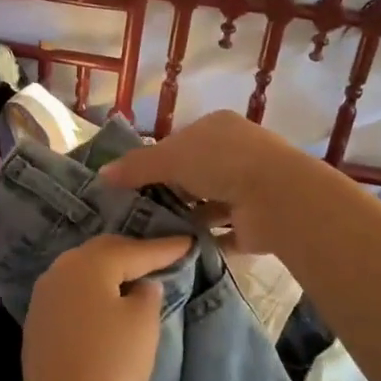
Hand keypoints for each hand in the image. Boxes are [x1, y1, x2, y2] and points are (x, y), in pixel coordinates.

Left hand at [17, 233, 193, 380]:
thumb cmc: (109, 363)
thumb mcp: (142, 324)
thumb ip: (148, 295)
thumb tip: (142, 285)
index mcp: (91, 263)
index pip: (136, 250)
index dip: (165, 248)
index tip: (189, 242)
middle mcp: (64, 267)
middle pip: (106, 252)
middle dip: (135, 254)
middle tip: (163, 256)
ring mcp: (46, 290)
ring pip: (87, 268)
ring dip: (113, 270)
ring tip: (137, 276)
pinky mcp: (39, 314)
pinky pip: (74, 289)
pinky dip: (95, 289)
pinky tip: (108, 300)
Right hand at [99, 111, 302, 254]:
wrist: (277, 198)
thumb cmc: (222, 163)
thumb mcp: (170, 157)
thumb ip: (136, 166)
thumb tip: (102, 175)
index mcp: (217, 128)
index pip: (180, 142)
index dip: (156, 160)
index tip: (132, 182)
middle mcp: (235, 155)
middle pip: (193, 174)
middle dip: (169, 191)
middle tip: (136, 212)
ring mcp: (248, 189)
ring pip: (208, 204)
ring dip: (186, 217)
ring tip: (151, 235)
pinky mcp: (254, 223)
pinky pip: (222, 233)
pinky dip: (203, 241)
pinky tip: (176, 251)